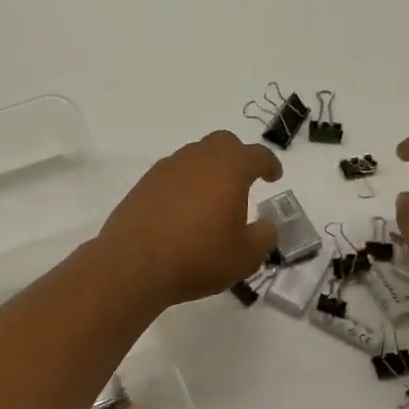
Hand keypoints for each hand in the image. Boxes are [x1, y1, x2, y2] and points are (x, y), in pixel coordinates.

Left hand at [96, 131, 283, 309]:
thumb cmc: (198, 257)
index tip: (274, 176)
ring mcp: (167, 168)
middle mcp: (198, 158)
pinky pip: (173, 174)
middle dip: (238, 157)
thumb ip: (263, 237)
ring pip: (195, 156)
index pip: (257, 155)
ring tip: (213, 199)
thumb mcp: (245, 257)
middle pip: (223, 143)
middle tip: (244, 181)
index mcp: (229, 168)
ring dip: (209, 170)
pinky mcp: (144, 183)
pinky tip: (185, 209)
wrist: (133, 264)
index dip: (270, 164)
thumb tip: (265, 226)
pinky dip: (185, 184)